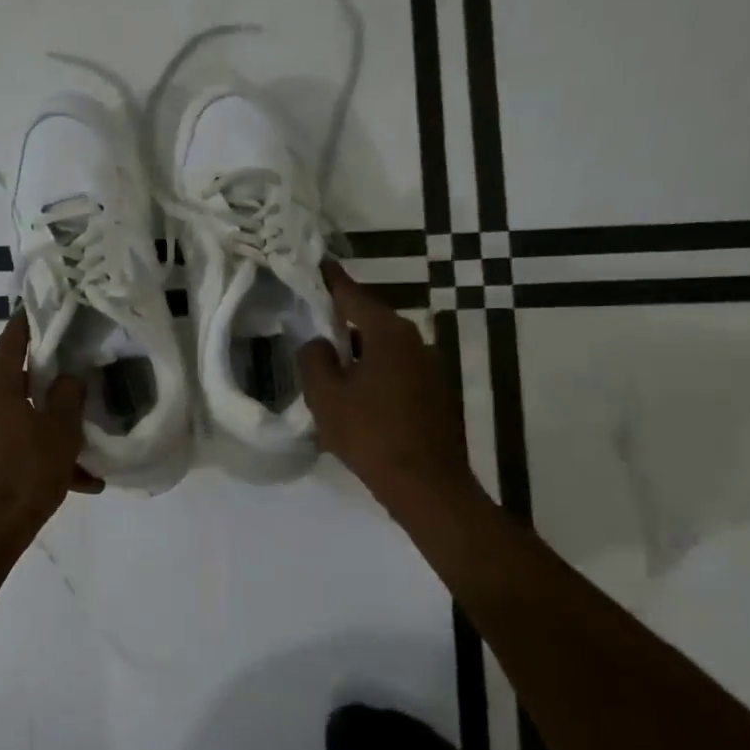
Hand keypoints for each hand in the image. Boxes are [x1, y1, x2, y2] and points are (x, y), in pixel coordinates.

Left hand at [0, 315, 101, 560]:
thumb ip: (67, 399)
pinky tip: (73, 484)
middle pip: (15, 386)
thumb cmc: (23, 477)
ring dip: (49, 436)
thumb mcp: (59, 435)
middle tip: (77, 396)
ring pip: (17, 424)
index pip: (9, 343)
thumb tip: (67, 379)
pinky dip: (36, 459)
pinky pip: (9, 451)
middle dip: (48, 392)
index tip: (38, 310)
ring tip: (86, 462)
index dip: (25, 324)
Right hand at [298, 261, 479, 514]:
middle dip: (343, 322)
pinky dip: (374, 374)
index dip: (331, 280)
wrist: (427, 485)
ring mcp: (431, 368)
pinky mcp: (435, 394)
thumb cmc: (371, 434)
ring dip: (358, 354)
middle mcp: (416, 341)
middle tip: (313, 324)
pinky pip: (396, 371)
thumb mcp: (327, 396)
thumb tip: (319, 344)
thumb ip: (314, 360)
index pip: (354, 295)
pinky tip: (356, 397)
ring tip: (330, 367)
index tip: (318, 264)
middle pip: (371, 322)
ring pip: (384, 349)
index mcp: (389, 334)